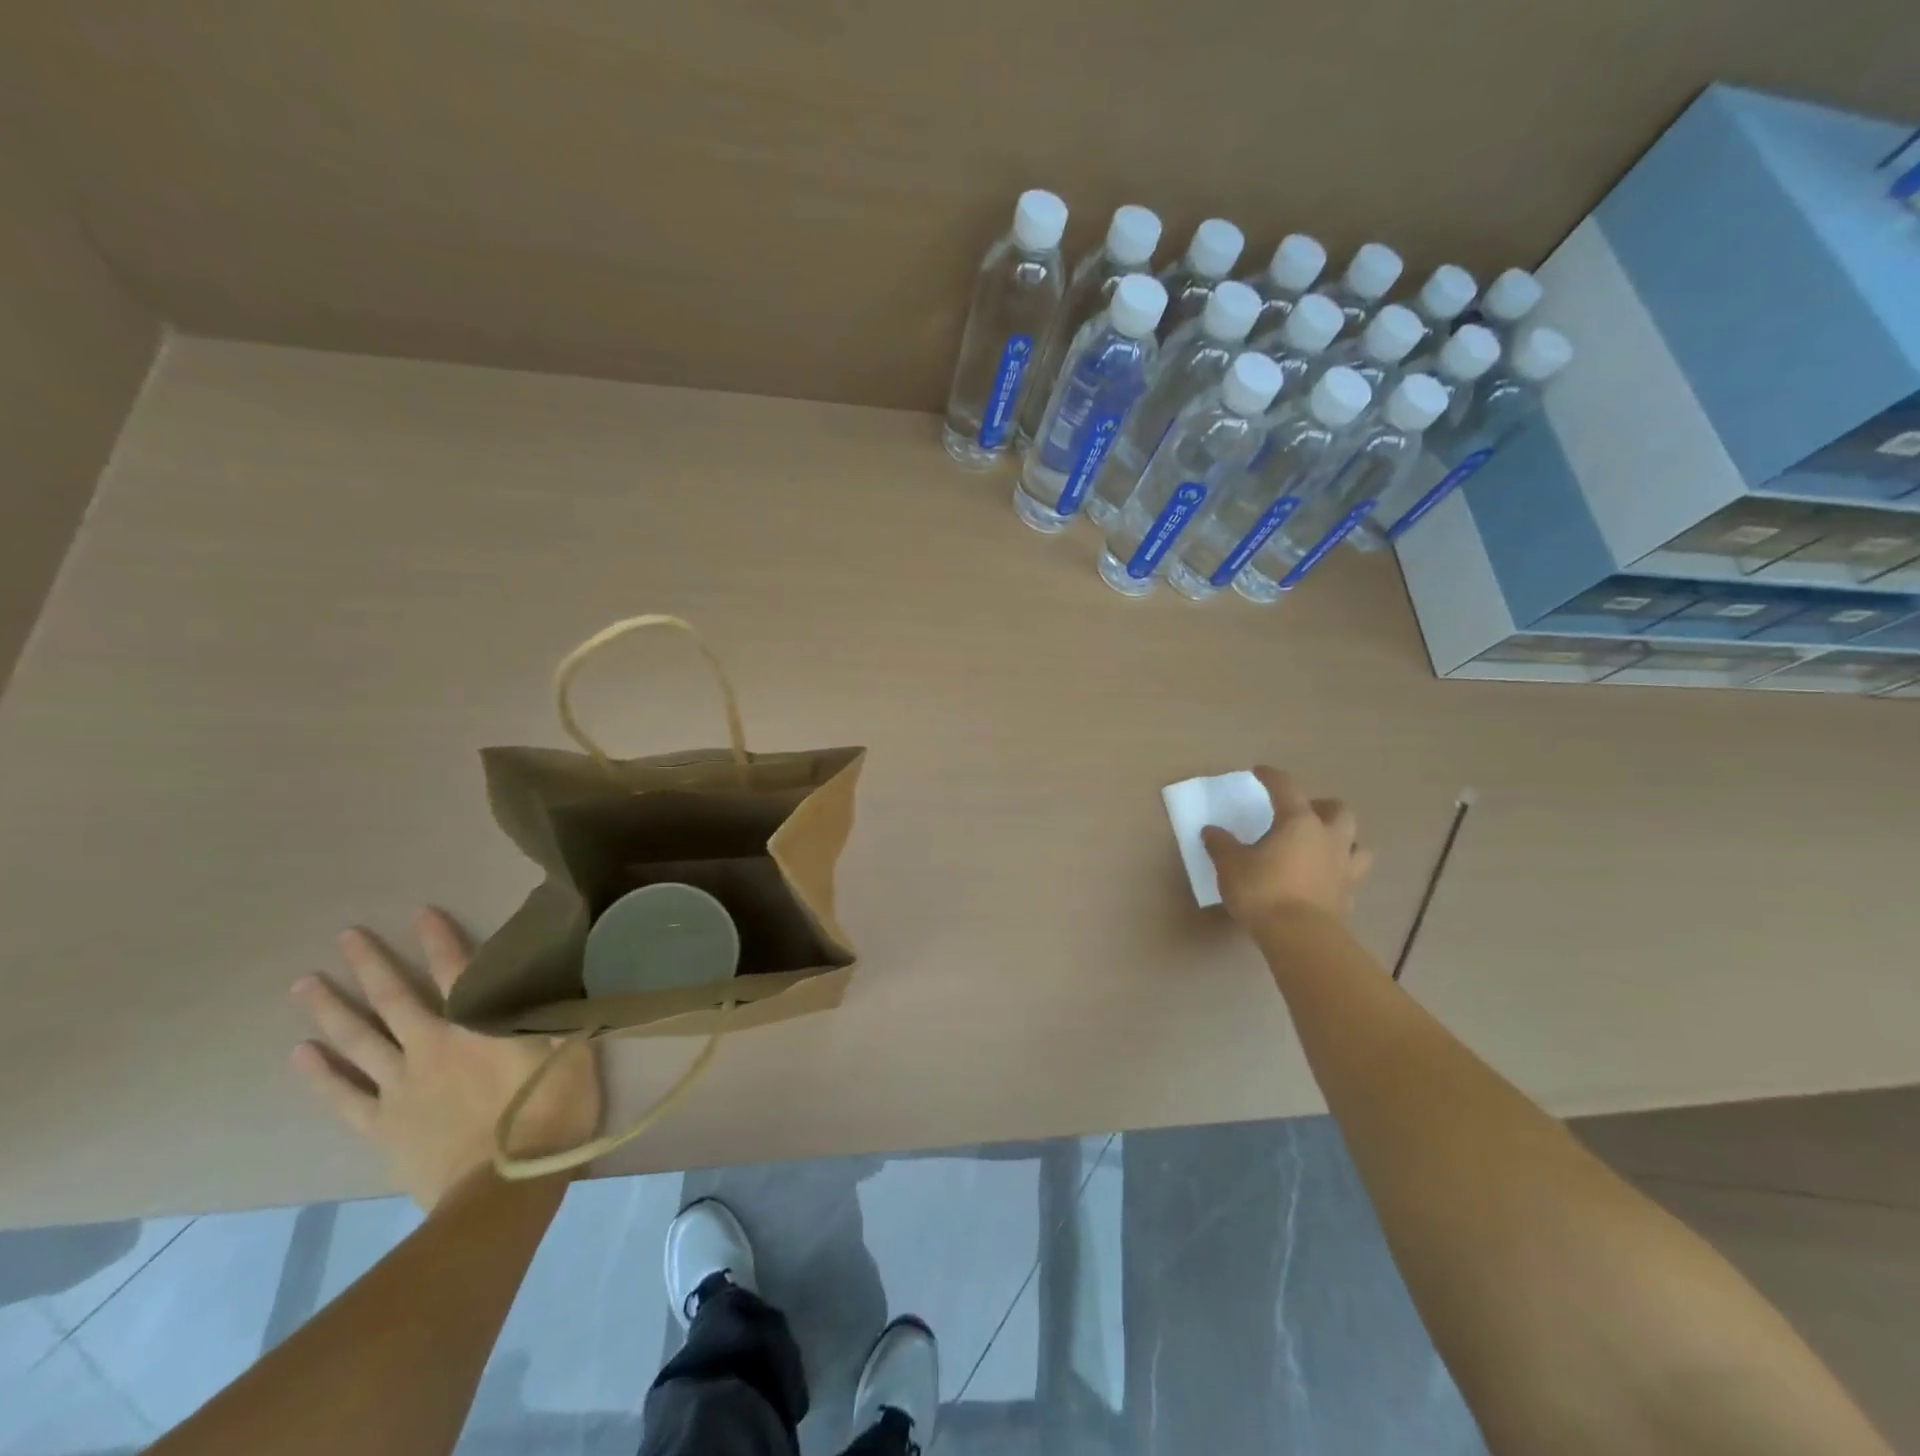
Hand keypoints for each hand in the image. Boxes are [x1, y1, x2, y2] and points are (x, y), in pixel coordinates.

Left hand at [290, 908, 601, 1208]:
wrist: (504, 1190)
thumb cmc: (550, 1115)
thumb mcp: (572, 1053)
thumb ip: (556, 1012)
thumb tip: (555, 975)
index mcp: (479, 1025)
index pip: (458, 970)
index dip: (439, 939)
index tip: (420, 912)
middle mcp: (432, 1046)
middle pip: (395, 998)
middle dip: (371, 964)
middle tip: (346, 935)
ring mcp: (400, 1086)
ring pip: (359, 1039)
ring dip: (332, 1009)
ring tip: (306, 984)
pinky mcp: (382, 1125)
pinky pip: (344, 1094)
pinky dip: (321, 1073)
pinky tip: (301, 1053)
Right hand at [1202, 766, 1373, 928]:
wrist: (1299, 937)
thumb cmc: (1263, 890)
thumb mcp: (1230, 865)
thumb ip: (1221, 845)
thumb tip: (1211, 831)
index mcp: (1298, 822)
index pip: (1287, 787)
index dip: (1272, 776)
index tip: (1260, 772)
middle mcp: (1328, 838)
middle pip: (1338, 810)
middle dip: (1322, 805)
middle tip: (1303, 811)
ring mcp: (1344, 868)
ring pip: (1357, 843)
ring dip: (1343, 839)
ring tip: (1322, 844)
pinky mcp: (1348, 896)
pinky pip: (1350, 876)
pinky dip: (1339, 873)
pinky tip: (1323, 879)